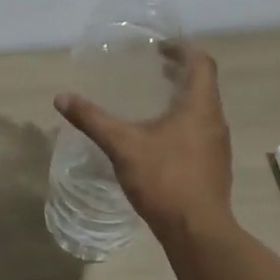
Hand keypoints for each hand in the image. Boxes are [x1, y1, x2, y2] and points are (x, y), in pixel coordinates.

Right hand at [54, 43, 233, 239]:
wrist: (198, 232)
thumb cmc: (165, 179)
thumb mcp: (122, 145)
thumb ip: (93, 119)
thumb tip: (62, 98)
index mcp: (200, 107)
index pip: (202, 63)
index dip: (182, 49)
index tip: (159, 47)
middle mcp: (214, 121)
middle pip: (203, 84)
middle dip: (179, 72)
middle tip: (153, 67)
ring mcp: (217, 146)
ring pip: (202, 109)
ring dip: (182, 98)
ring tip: (153, 99)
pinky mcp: (214, 167)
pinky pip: (200, 131)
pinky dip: (182, 121)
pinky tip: (159, 137)